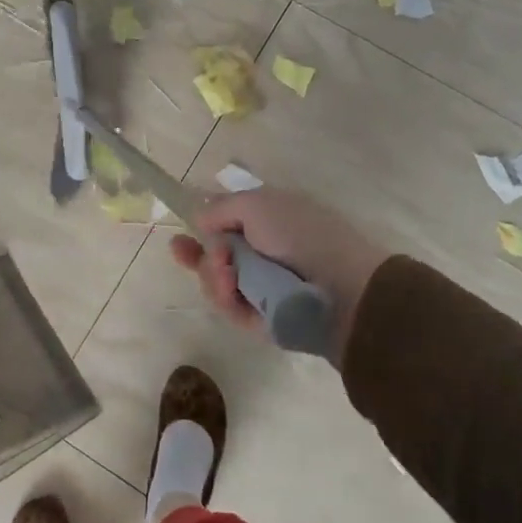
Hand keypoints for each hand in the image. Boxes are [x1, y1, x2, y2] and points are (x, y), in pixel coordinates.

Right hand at [168, 189, 390, 354]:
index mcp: (269, 221)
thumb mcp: (257, 204)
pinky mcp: (261, 318)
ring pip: (217, 281)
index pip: (228, 223)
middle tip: (181, 251)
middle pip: (215, 255)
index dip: (202, 227)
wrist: (340, 289)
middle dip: (198, 254)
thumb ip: (222, 208)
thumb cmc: (301, 235)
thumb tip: (199, 217)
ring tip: (226, 276)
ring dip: (213, 275)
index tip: (180, 233)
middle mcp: (264, 252)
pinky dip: (226, 299)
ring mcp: (262, 287)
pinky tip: (231, 292)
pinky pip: (230, 307)